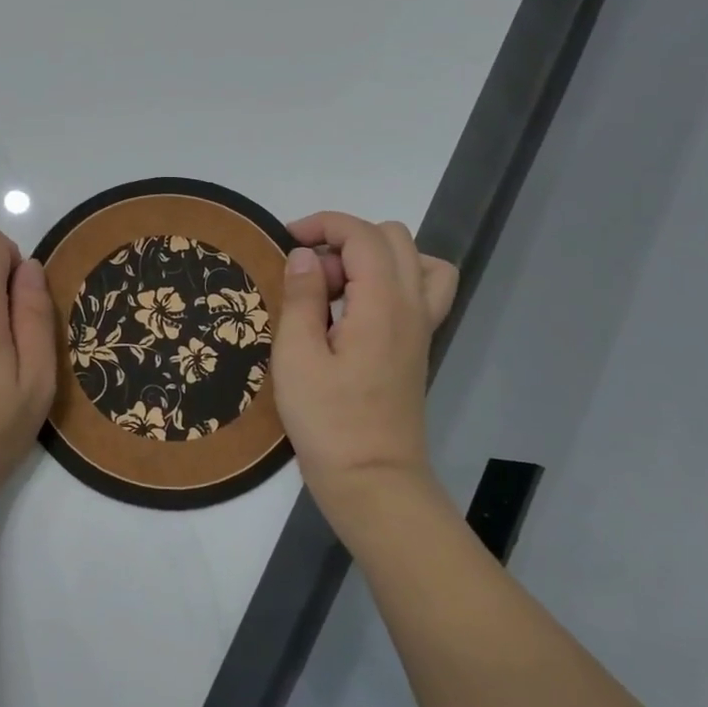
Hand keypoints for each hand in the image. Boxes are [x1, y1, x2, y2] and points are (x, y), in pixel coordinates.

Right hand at [271, 212, 459, 539]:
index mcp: (383, 304)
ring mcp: (421, 327)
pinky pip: (422, 290)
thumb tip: (304, 254)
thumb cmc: (328, 421)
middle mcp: (412, 306)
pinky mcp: (418, 347)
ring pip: (416, 260)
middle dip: (345, 239)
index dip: (323, 224)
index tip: (285, 241)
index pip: (363, 234)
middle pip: (393, 238)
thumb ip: (302, 296)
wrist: (373, 482)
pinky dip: (392, 280)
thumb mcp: (296, 356)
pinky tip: (357, 310)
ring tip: (338, 287)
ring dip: (373, 257)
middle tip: (310, 275)